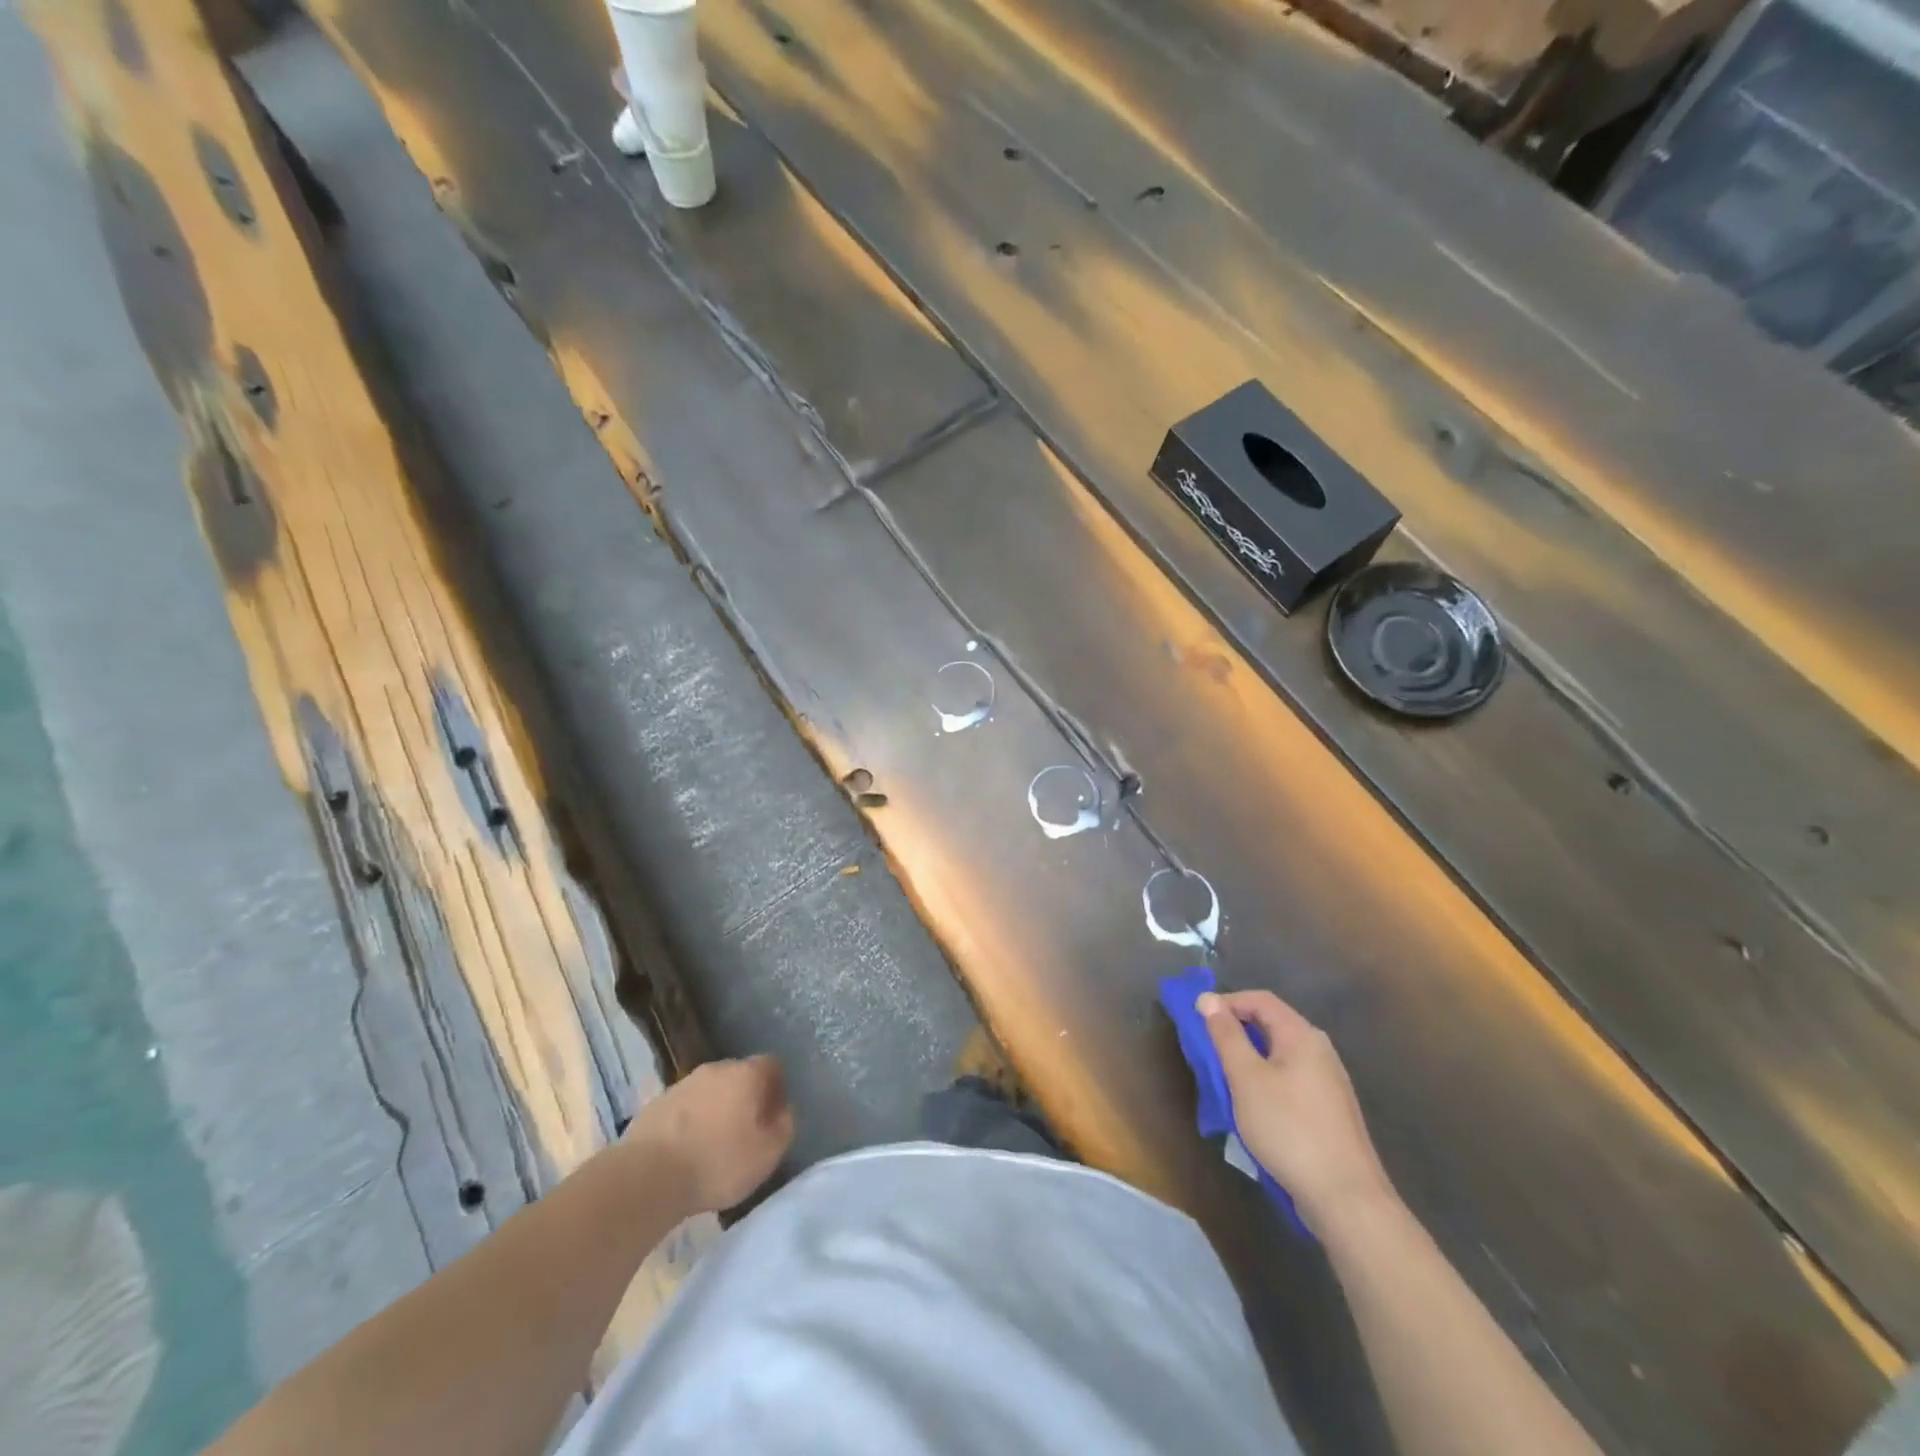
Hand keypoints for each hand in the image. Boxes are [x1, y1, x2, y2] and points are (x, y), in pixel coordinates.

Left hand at [624, 1056, 793, 1214]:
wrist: (648, 1176)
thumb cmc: (718, 1163)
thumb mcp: (767, 1154)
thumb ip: (785, 1126)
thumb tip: (784, 1111)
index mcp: (746, 1074)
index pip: (772, 1065)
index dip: (777, 1087)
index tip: (774, 1115)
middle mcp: (716, 1068)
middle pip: (739, 1075)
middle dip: (745, 1097)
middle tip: (746, 1131)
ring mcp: (682, 1083)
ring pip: (709, 1090)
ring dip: (715, 1109)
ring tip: (713, 1144)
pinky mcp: (655, 1103)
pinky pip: (684, 1107)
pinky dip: (689, 1122)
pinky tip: (686, 1150)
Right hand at [1200, 990, 1393, 1233]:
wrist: (1346, 1198)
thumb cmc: (1289, 1129)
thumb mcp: (1246, 1078)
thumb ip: (1226, 1036)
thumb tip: (1208, 999)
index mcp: (1302, 1035)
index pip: (1260, 999)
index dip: (1227, 1003)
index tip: (1198, 1020)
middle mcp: (1320, 1050)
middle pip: (1272, 1025)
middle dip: (1236, 1032)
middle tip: (1208, 1051)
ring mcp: (1329, 1082)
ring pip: (1280, 1055)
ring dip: (1249, 1060)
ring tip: (1225, 1081)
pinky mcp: (1330, 1110)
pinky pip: (1291, 1080)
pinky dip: (1266, 1082)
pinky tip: (1255, 1109)